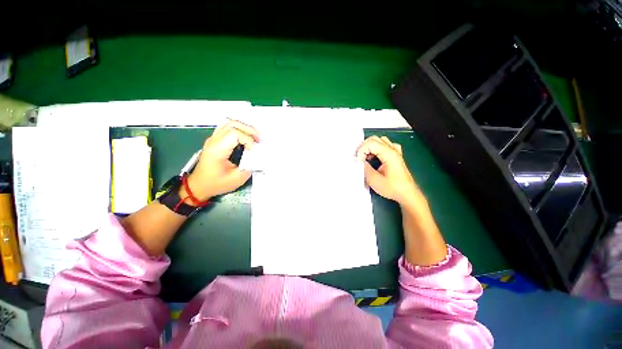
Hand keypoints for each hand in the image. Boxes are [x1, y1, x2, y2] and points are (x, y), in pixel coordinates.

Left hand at [183, 120, 259, 201]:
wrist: (199, 185)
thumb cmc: (216, 183)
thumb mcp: (236, 179)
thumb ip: (250, 166)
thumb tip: (258, 157)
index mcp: (217, 150)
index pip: (235, 134)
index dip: (248, 140)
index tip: (254, 151)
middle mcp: (214, 141)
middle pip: (232, 124)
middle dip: (249, 130)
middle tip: (260, 139)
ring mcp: (213, 139)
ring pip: (230, 123)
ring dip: (244, 128)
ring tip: (255, 137)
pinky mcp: (215, 140)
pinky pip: (227, 127)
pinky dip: (239, 129)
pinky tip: (246, 136)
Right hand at [356, 136, 419, 205]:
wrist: (407, 194)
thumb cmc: (393, 188)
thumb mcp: (374, 180)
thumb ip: (365, 168)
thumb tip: (360, 162)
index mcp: (389, 154)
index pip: (370, 143)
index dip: (361, 151)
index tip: (359, 161)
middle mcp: (393, 150)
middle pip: (374, 139)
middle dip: (364, 147)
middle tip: (359, 158)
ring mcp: (395, 152)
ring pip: (379, 141)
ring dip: (370, 147)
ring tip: (366, 158)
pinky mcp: (395, 156)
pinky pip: (385, 146)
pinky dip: (377, 149)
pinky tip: (375, 157)